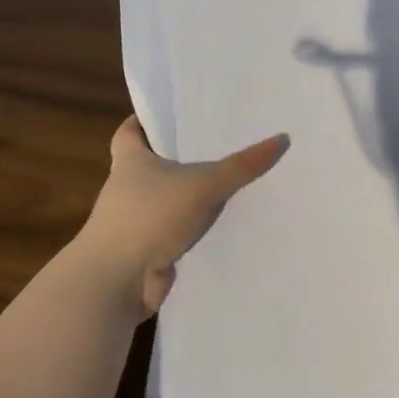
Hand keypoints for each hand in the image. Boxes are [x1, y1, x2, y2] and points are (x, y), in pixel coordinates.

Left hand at [67, 116, 288, 317]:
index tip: (168, 116)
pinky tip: (224, 225)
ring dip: (189, 197)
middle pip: (152, 165)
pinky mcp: (147, 251)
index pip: (130, 132)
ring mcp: (135, 222)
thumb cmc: (149, 217)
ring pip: (167, 201)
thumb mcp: (203, 184)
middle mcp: (127, 189)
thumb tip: (282, 138)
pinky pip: (175, 233)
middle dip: (178, 158)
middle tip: (217, 144)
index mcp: (130, 161)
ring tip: (230, 183)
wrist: (116, 281)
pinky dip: (194, 230)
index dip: (145, 121)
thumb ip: (242, 165)